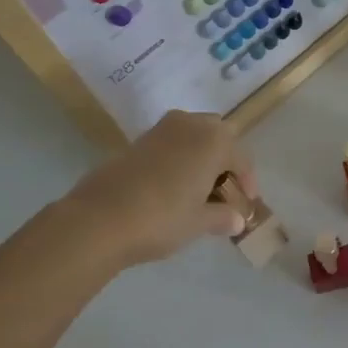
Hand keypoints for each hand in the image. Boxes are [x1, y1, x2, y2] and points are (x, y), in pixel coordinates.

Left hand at [52, 111, 257, 266]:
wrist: (99, 218)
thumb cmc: (162, 218)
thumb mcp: (198, 222)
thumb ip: (222, 217)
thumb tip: (237, 219)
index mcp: (214, 140)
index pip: (241, 158)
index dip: (248, 181)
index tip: (247, 203)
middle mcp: (191, 125)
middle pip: (219, 136)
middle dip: (225, 159)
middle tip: (224, 188)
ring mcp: (162, 129)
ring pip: (193, 134)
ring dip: (200, 154)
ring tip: (199, 186)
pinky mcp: (138, 140)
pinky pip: (171, 142)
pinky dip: (179, 157)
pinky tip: (173, 184)